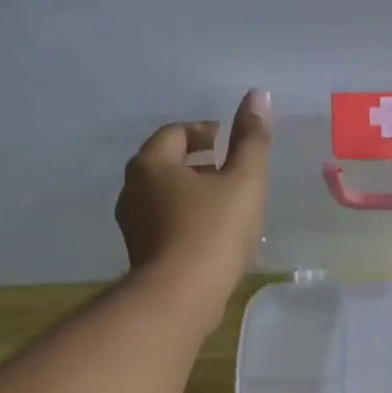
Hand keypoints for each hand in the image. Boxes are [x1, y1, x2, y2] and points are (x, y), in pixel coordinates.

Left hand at [116, 88, 270, 309]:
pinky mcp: (141, 256)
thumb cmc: (213, 232)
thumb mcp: (244, 181)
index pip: (176, 133)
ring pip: (166, 199)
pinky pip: (166, 228)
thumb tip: (259, 95)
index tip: (229, 143)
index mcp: (152, 163)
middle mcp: (132, 189)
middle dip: (199, 165)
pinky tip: (214, 242)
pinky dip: (188, 225)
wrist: (180, 298)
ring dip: (194, 198)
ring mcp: (132, 226)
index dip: (205, 132)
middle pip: (167, 166)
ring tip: (227, 210)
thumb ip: (252, 139)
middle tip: (231, 174)